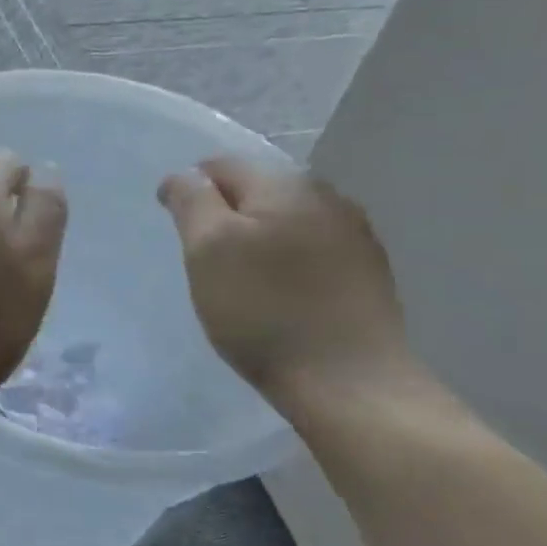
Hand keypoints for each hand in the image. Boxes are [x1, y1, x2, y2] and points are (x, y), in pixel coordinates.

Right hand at [158, 158, 408, 403]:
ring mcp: (355, 234)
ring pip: (289, 221)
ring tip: (243, 281)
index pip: (223, 165)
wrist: (347, 380)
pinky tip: (282, 296)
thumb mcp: (208, 250)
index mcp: (285, 184)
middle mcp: (327, 196)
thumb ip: (193, 202)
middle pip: (259, 191)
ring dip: (261, 238)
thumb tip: (184, 175)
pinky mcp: (369, 272)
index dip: (191, 191)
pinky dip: (289, 263)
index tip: (177, 233)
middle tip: (206, 261)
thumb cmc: (263, 312)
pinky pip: (314, 251)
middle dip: (228, 215)